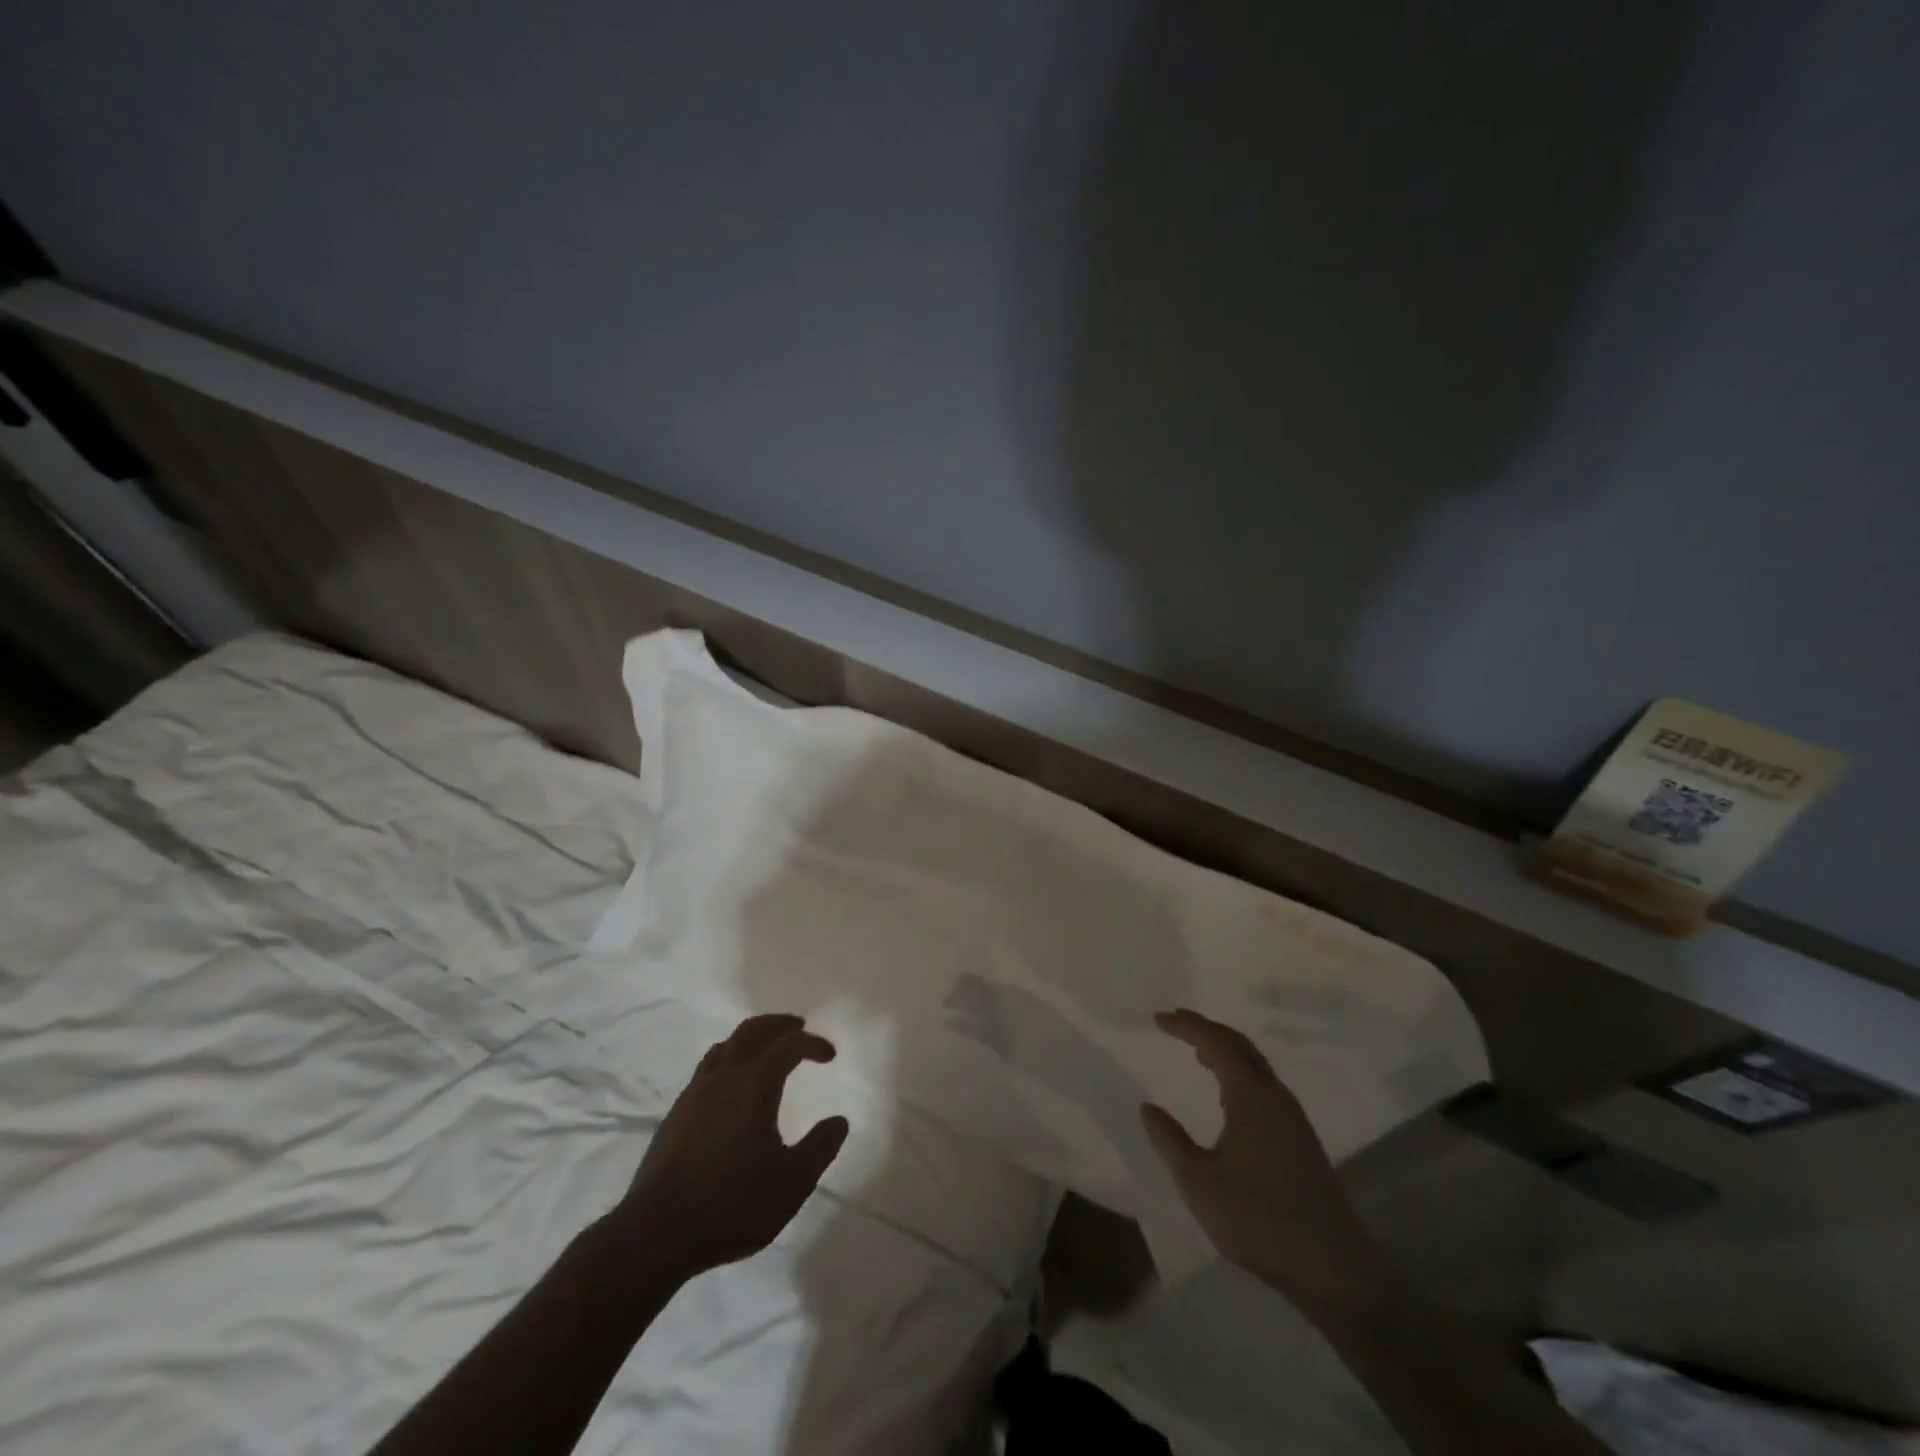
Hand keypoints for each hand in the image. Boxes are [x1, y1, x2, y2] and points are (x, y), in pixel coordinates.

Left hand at [612, 1014, 848, 1280]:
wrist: (655, 1234)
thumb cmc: (732, 1204)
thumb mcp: (792, 1183)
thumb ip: (820, 1148)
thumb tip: (839, 1121)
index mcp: (754, 1083)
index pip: (789, 1045)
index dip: (813, 1044)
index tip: (829, 1055)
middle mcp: (724, 1077)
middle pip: (752, 1031)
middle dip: (778, 1025)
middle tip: (799, 1027)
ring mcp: (694, 1093)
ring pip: (725, 1046)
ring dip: (751, 1039)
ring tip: (766, 1051)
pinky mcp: (676, 1114)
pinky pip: (708, 1069)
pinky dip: (729, 1061)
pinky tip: (733, 1089)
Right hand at [1141, 1009, 1384, 1303]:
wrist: (1333, 1269)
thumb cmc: (1258, 1219)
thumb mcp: (1198, 1181)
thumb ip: (1169, 1140)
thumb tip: (1148, 1108)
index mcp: (1252, 1096)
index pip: (1216, 1043)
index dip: (1187, 1026)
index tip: (1159, 1018)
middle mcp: (1276, 1097)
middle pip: (1240, 1046)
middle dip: (1207, 1029)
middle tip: (1176, 1023)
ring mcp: (1294, 1119)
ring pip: (1256, 1066)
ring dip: (1225, 1051)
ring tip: (1197, 1052)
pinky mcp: (1302, 1141)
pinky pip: (1265, 1086)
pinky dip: (1240, 1074)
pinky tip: (1228, 1096)